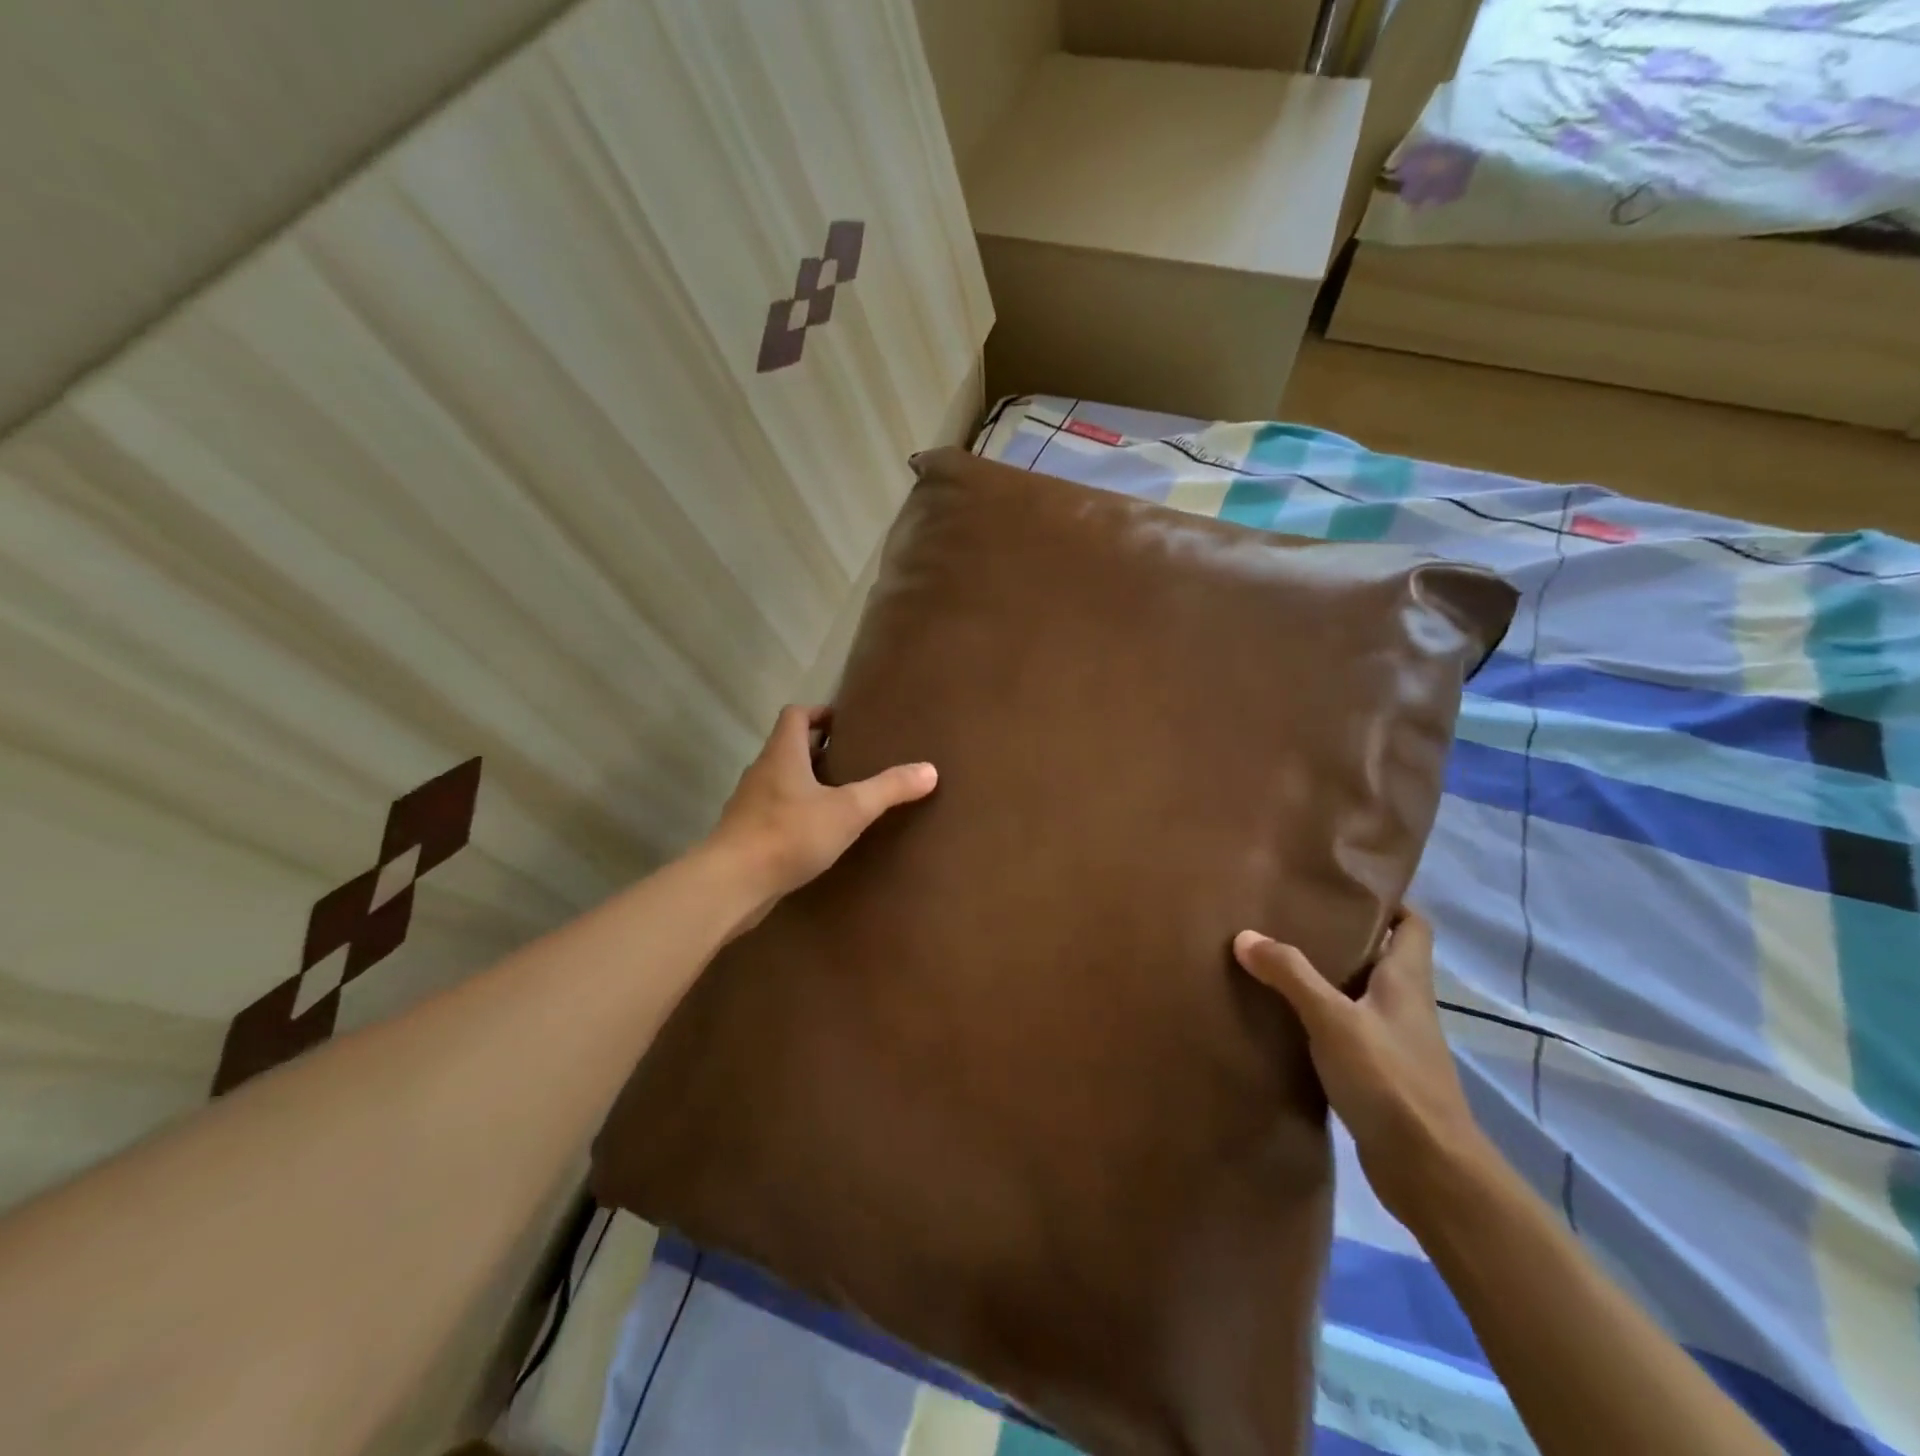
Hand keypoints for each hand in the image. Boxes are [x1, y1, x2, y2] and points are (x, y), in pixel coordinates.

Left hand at [705, 705, 936, 931]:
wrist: (731, 884)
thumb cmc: (790, 834)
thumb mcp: (849, 810)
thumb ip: (888, 789)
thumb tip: (930, 770)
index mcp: (782, 754)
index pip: (795, 715)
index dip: (819, 713)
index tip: (843, 723)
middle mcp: (762, 772)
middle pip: (789, 748)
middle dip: (819, 751)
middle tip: (852, 761)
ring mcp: (749, 805)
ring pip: (781, 782)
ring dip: (807, 784)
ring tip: (840, 798)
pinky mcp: (746, 835)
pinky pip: (774, 813)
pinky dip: (795, 814)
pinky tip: (816, 835)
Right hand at [1233, 911, 1484, 1219]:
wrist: (1430, 1172)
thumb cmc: (1390, 1080)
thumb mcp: (1333, 1019)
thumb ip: (1290, 975)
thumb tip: (1245, 936)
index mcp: (1407, 981)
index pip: (1413, 925)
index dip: (1388, 902)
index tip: (1343, 888)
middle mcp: (1406, 1005)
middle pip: (1381, 956)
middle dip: (1342, 936)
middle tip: (1291, 918)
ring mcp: (1395, 1042)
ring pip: (1360, 995)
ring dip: (1328, 979)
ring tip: (1278, 961)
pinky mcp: (1380, 1075)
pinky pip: (1347, 1031)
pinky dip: (1321, 1019)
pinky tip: (1285, 1019)